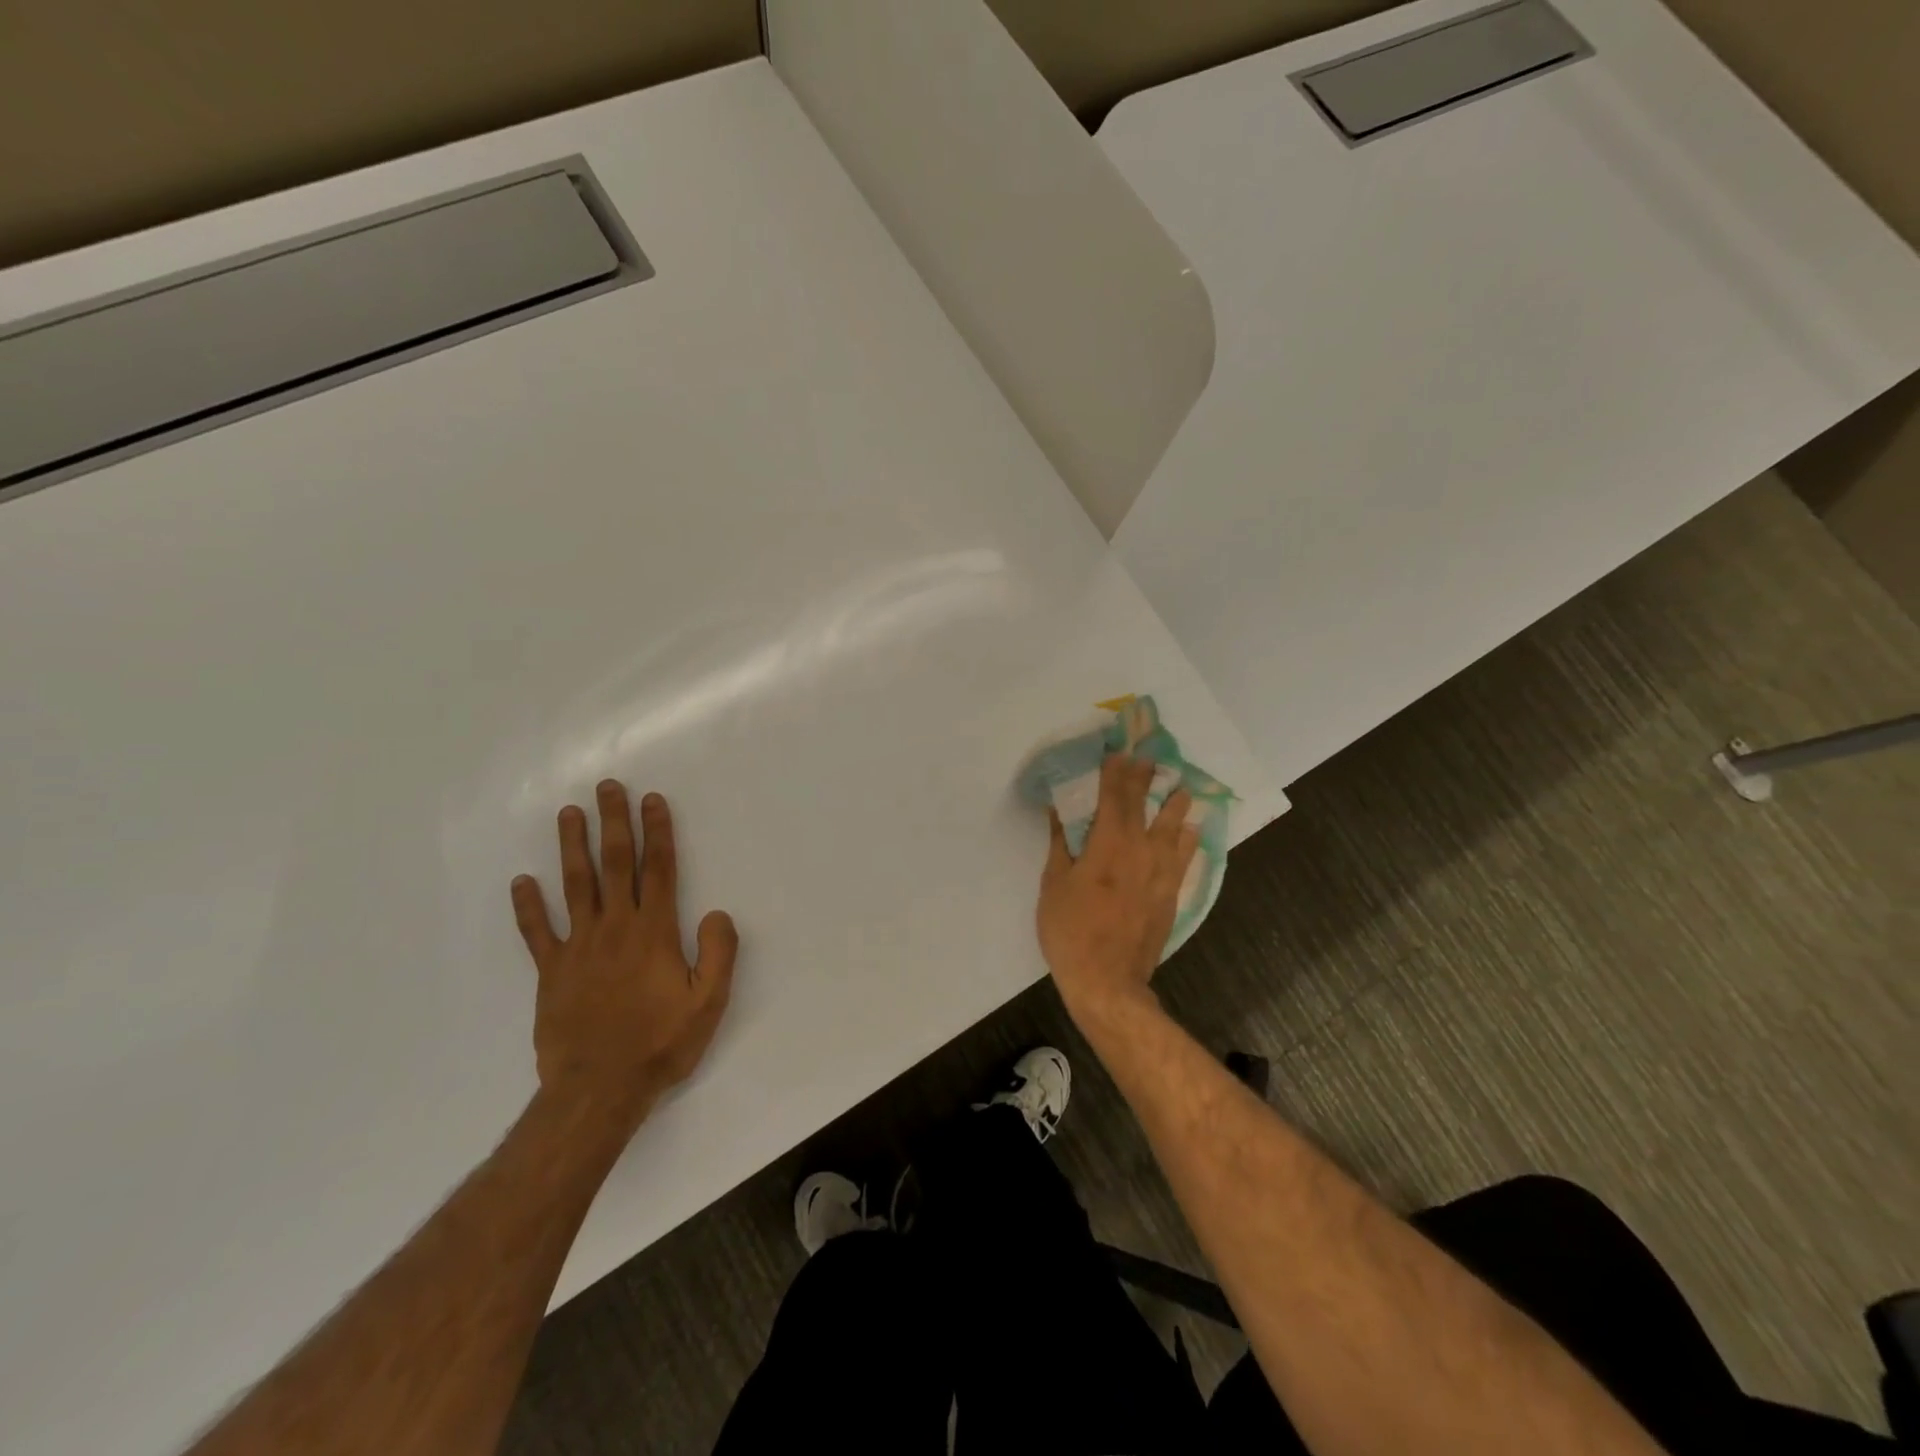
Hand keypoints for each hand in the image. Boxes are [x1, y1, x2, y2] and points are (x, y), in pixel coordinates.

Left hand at [511, 780, 738, 1133]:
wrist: (597, 1091)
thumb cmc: (660, 1044)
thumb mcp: (708, 1002)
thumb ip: (719, 953)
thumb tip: (718, 912)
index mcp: (654, 932)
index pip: (659, 869)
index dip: (657, 832)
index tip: (652, 800)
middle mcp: (615, 928)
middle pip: (614, 864)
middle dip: (613, 822)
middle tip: (607, 787)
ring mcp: (578, 947)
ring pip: (575, 886)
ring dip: (572, 847)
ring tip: (568, 813)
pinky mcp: (551, 972)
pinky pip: (537, 932)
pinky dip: (528, 907)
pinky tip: (521, 882)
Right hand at [1037, 752, 1198, 1021]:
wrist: (1107, 980)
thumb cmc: (1070, 930)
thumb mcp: (1054, 883)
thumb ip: (1061, 843)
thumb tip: (1059, 809)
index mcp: (1108, 843)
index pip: (1114, 796)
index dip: (1116, 771)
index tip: (1119, 751)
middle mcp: (1141, 850)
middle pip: (1145, 805)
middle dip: (1146, 778)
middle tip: (1151, 757)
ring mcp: (1161, 872)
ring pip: (1174, 828)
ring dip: (1176, 805)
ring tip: (1181, 789)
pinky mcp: (1171, 893)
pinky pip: (1185, 857)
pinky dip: (1189, 839)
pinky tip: (1192, 830)